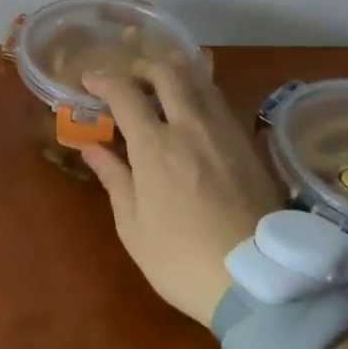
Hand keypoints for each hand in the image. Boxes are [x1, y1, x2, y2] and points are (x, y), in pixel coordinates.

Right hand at [80, 64, 284, 328]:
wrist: (258, 282)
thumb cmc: (182, 259)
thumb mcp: (133, 227)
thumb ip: (114, 178)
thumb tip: (92, 147)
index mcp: (155, 146)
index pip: (124, 93)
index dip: (102, 80)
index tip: (89, 80)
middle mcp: (190, 126)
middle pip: (167, 72)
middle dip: (142, 66)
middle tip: (129, 80)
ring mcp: (224, 132)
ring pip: (199, 81)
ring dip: (175, 74)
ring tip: (161, 87)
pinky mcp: (248, 145)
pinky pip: (220, 102)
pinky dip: (200, 93)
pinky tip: (194, 111)